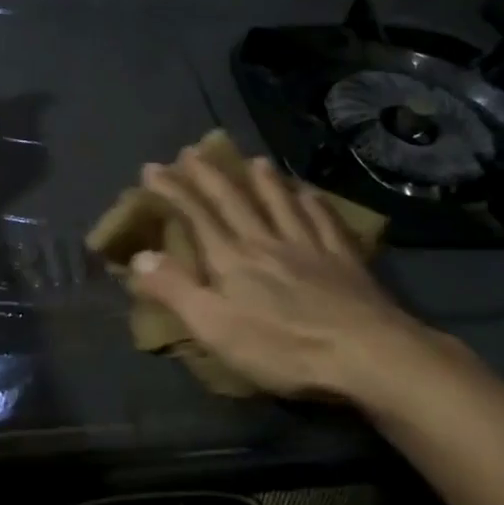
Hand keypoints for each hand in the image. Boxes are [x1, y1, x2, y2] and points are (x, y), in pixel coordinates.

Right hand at [131, 149, 486, 417]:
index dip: (173, 190)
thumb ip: (175, 290)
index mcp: (232, 259)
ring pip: (281, 203)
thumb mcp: (215, 327)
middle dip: (210, 175)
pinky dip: (313, 203)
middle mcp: (267, 241)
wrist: (366, 353)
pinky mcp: (344, 259)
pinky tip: (311, 194)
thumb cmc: (282, 347)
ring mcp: (309, 246)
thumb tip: (138, 257)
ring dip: (263, 180)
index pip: (196, 216)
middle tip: (193, 151)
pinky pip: (325, 220)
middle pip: (235, 200)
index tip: (153, 168)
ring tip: (253, 160)